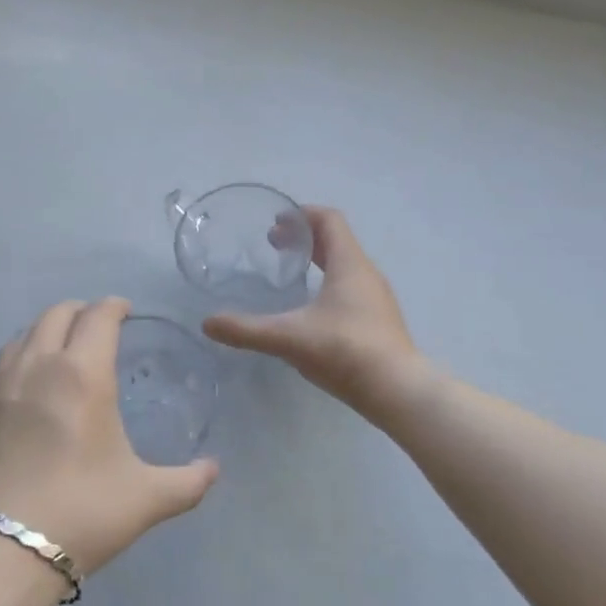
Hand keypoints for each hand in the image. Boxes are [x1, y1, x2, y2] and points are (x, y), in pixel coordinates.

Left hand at [0, 298, 218, 574]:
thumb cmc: (79, 515)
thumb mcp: (146, 500)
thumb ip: (187, 481)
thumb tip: (214, 469)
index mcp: (83, 373)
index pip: (100, 316)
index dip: (114, 306)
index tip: (124, 311)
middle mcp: (37, 364)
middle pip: (57, 314)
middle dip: (80, 313)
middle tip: (94, 329)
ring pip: (20, 337)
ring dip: (43, 336)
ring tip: (54, 357)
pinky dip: (5, 368)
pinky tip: (10, 390)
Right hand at [202, 207, 420, 414]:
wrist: (398, 391)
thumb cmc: (345, 351)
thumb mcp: (289, 337)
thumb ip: (246, 329)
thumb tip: (208, 323)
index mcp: (349, 264)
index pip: (329, 220)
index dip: (302, 214)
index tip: (275, 221)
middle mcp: (366, 273)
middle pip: (336, 241)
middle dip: (304, 239)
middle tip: (273, 246)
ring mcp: (376, 298)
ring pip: (344, 266)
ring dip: (318, 262)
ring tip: (289, 275)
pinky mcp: (379, 321)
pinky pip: (351, 289)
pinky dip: (328, 285)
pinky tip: (310, 311)